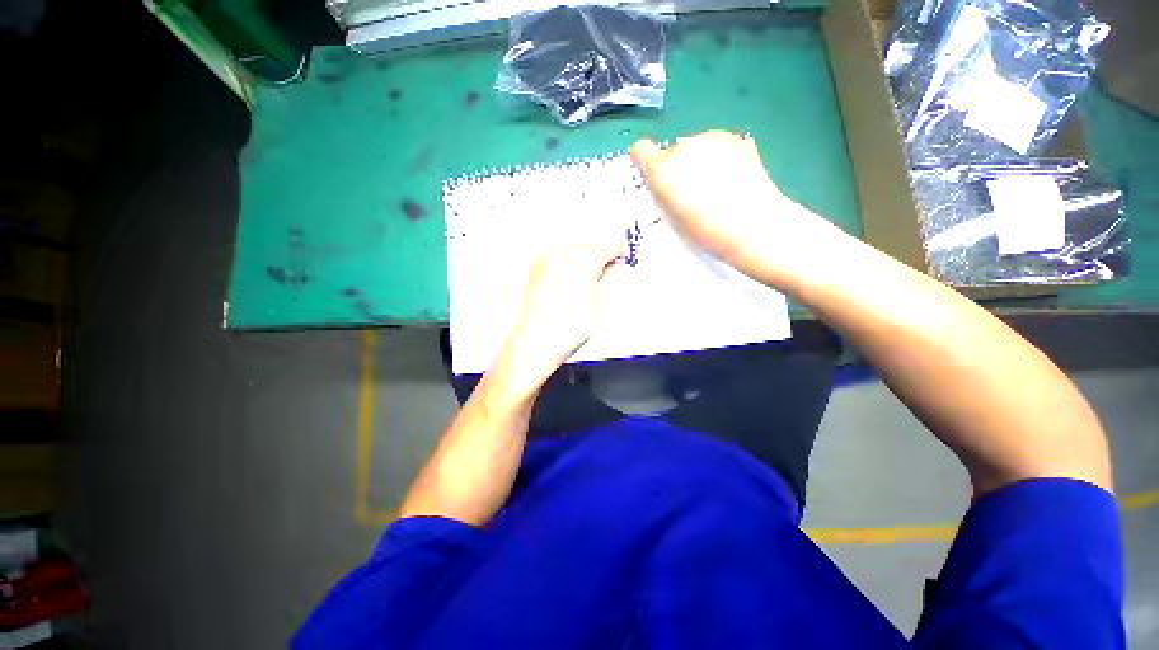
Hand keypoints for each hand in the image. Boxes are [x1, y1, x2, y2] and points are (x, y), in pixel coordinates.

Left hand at [501, 243, 622, 388]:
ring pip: (571, 250)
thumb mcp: (596, 303)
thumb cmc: (565, 327)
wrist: (537, 340)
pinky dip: (568, 263)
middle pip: (588, 246)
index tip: (621, 254)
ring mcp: (546, 260)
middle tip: (609, 265)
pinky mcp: (536, 269)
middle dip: (599, 254)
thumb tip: (608, 269)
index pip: (606, 248)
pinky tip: (573, 276)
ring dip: (583, 258)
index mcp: (583, 260)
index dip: (617, 251)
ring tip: (591, 274)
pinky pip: (557, 257)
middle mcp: (562, 254)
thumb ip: (603, 280)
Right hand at [631, 130, 848, 288]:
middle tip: (691, 191)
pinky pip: (717, 145)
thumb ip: (662, 195)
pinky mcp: (736, 138)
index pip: (641, 150)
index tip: (653, 177)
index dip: (645, 162)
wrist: (753, 226)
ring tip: (716, 186)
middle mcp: (683, 146)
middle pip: (671, 151)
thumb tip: (663, 184)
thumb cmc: (705, 232)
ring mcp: (712, 138)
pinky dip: (719, 156)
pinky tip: (732, 178)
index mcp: (663, 169)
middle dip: (677, 166)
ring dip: (699, 160)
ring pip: (695, 146)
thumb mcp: (672, 219)